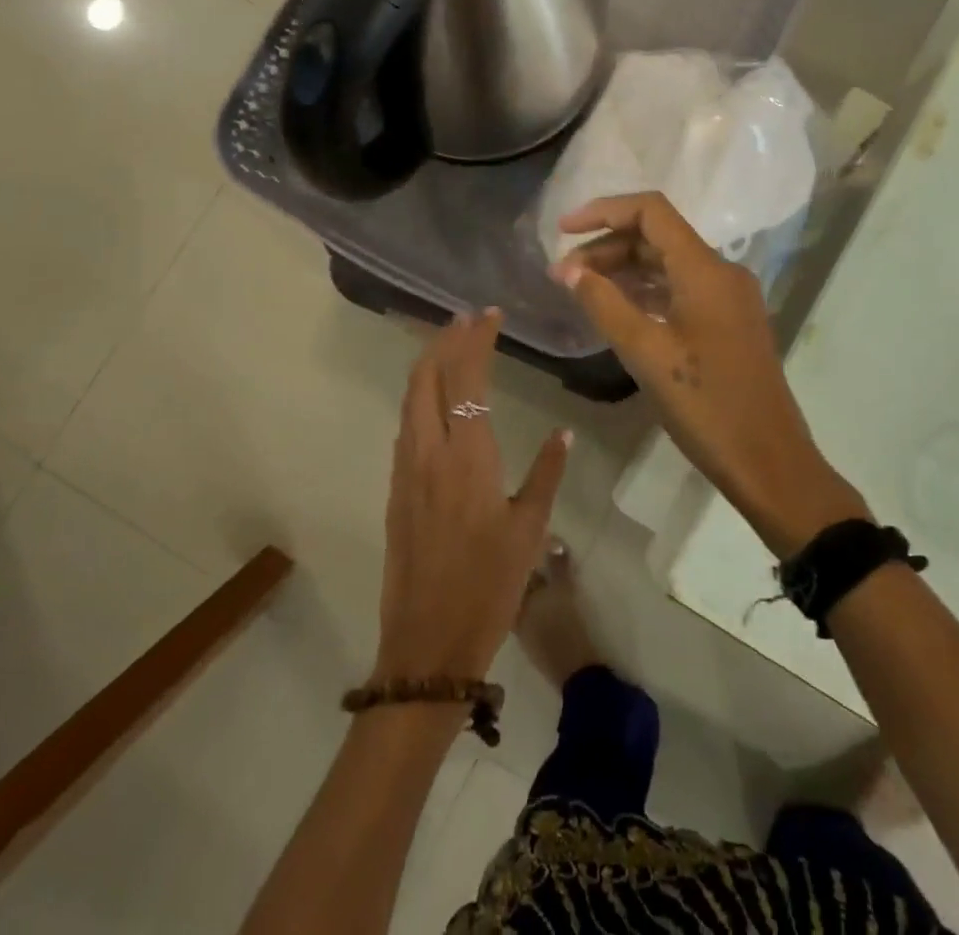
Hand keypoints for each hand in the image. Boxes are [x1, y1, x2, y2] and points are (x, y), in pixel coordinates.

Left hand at [373, 309, 569, 686]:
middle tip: (467, 319)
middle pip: (426, 377)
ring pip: (411, 398)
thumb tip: (564, 433)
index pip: (467, 378)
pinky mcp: (395, 488)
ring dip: (429, 364)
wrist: (427, 643)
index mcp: (467, 456)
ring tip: (451, 345)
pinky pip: (407, 424)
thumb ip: (546, 474)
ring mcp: (405, 469)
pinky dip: (421, 395)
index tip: (490, 315)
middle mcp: (429, 451)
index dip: (476, 339)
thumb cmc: (488, 587)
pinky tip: (438, 399)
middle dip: (444, 340)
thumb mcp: (529, 531)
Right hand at [551, 192, 867, 553]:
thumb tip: (569, 270)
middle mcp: (721, 272)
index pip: (651, 211)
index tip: (562, 231)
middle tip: (563, 275)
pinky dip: (646, 290)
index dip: (603, 211)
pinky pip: (681, 288)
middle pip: (657, 237)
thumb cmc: (706, 406)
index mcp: (705, 269)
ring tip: (581, 289)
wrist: (770, 461)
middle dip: (607, 246)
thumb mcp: (645, 354)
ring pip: (668, 263)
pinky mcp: (728, 322)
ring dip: (624, 269)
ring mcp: (728, 297)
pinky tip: (617, 308)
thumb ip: (604, 304)